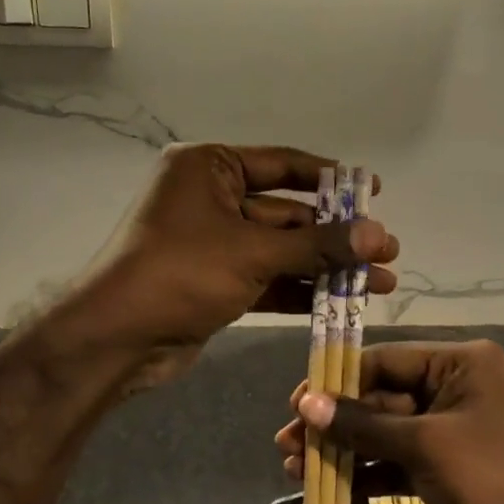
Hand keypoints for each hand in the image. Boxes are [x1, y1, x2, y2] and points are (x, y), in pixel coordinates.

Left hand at [81, 144, 398, 389]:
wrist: (116, 339)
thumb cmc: (179, 273)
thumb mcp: (252, 253)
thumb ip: (317, 245)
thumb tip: (378, 236)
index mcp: (210, 168)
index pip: (282, 165)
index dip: (331, 178)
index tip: (374, 189)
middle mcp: (212, 199)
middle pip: (288, 213)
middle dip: (337, 235)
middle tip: (387, 250)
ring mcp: (214, 244)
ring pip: (282, 251)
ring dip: (326, 267)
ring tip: (381, 282)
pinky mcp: (217, 283)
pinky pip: (268, 278)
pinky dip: (302, 290)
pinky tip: (344, 300)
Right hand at [275, 340, 503, 503]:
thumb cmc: (496, 477)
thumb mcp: (425, 445)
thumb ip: (363, 424)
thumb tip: (306, 403)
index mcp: (461, 362)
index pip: (385, 360)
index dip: (337, 381)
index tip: (296, 404)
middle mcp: (457, 387)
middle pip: (381, 398)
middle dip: (335, 423)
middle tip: (287, 443)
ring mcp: (453, 430)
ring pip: (386, 433)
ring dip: (345, 450)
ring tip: (295, 468)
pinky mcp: (450, 467)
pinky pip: (400, 461)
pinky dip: (368, 473)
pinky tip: (328, 487)